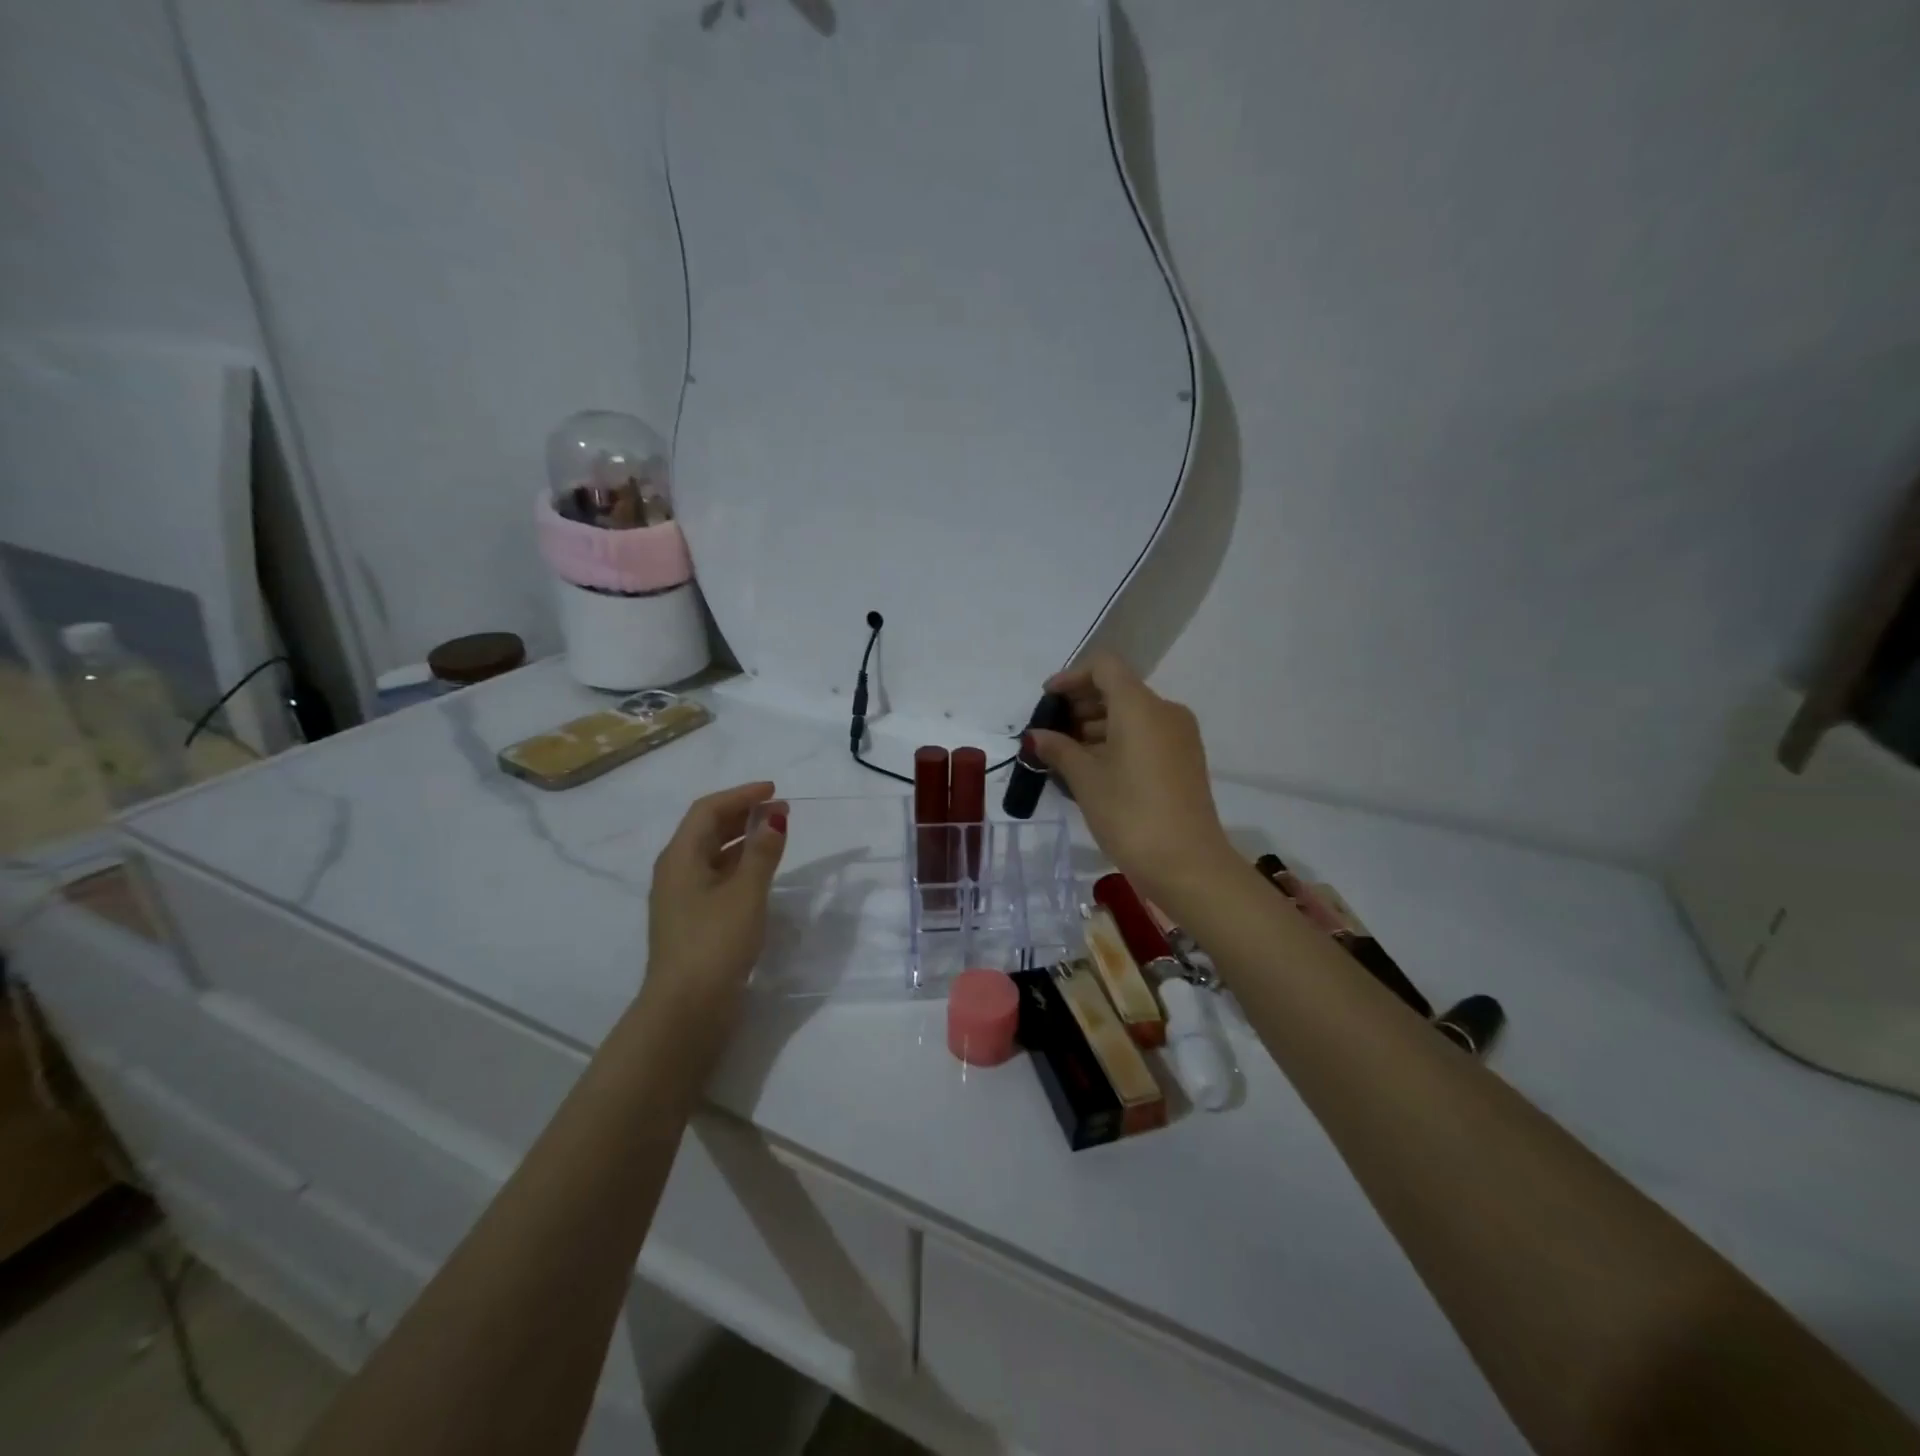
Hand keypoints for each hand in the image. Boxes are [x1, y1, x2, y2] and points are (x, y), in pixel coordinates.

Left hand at [642, 782, 787, 1020]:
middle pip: (707, 830)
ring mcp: (681, 899)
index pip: (708, 810)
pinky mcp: (692, 922)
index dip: (741, 795)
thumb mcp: (746, 892)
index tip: (774, 790)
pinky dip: (739, 866)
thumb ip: (762, 852)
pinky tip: (760, 874)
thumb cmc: (715, 942)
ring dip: (742, 840)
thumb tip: (773, 817)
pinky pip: (716, 878)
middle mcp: (675, 872)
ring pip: (712, 855)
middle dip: (743, 815)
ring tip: (775, 836)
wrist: (686, 1009)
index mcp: (680, 857)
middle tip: (780, 811)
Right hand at [1027, 654, 1234, 904]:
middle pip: (1119, 690)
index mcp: (1140, 706)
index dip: (1072, 677)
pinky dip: (1118, 742)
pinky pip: (1146, 737)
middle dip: (1081, 705)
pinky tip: (1094, 770)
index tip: (1047, 700)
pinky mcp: (1185, 761)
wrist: (1187, 864)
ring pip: (1132, 716)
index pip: (1104, 667)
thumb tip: (1036, 736)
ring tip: (1067, 756)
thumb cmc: (1129, 813)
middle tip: (1051, 732)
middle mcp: (1165, 711)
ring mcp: (1180, 737)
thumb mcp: (1085, 779)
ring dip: (1098, 726)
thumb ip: (1058, 749)